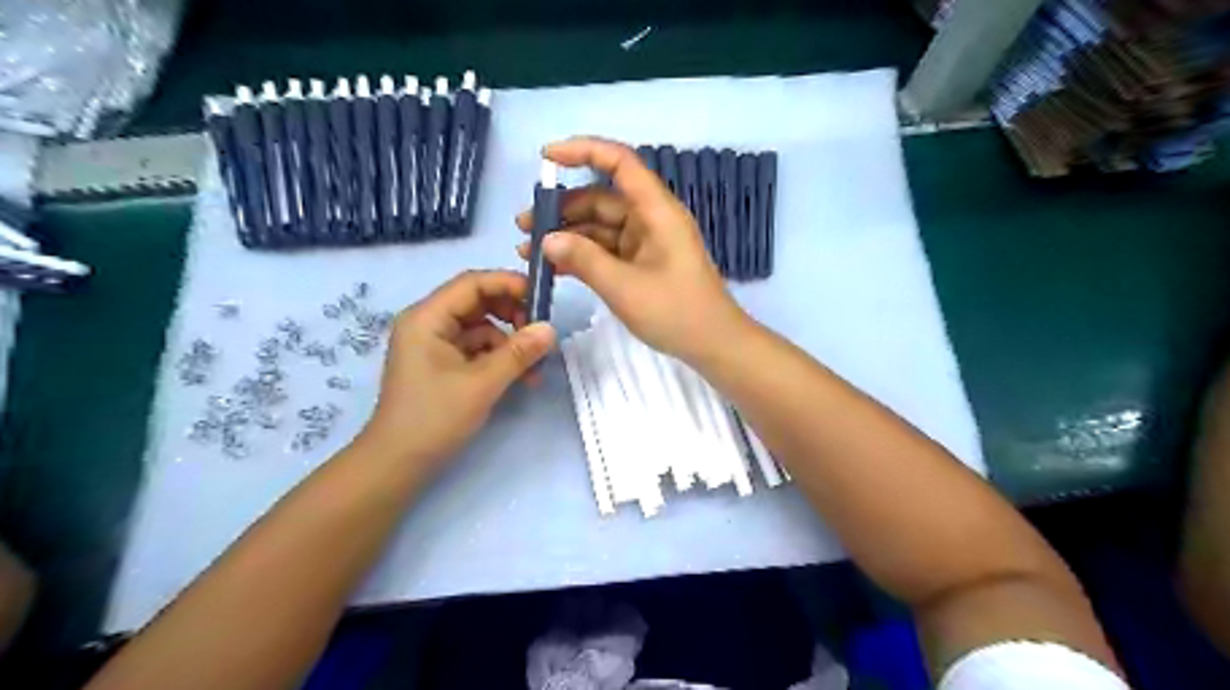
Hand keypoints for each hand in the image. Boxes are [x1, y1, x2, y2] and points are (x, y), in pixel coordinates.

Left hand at [358, 269, 555, 472]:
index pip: (472, 283)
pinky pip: (477, 348)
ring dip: (510, 341)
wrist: (398, 463)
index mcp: (427, 317)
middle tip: (540, 332)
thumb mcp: (482, 383)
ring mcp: (434, 344)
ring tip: (535, 365)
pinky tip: (520, 377)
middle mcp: (428, 323)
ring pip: (481, 327)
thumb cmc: (434, 418)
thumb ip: (518, 352)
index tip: (543, 297)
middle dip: (513, 314)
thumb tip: (551, 329)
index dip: (509, 284)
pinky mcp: (442, 363)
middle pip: (478, 302)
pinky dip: (499, 357)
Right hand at [515, 135, 748, 360]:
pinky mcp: (642, 263)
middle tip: (524, 227)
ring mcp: (646, 242)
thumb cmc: (676, 312)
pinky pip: (607, 249)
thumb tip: (547, 239)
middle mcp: (650, 218)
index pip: (620, 162)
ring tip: (529, 252)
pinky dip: (582, 255)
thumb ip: (584, 260)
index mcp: (656, 211)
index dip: (583, 151)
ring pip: (600, 226)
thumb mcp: (624, 287)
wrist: (713, 344)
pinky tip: (554, 267)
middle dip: (562, 208)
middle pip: (602, 198)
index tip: (546, 157)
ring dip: (567, 235)